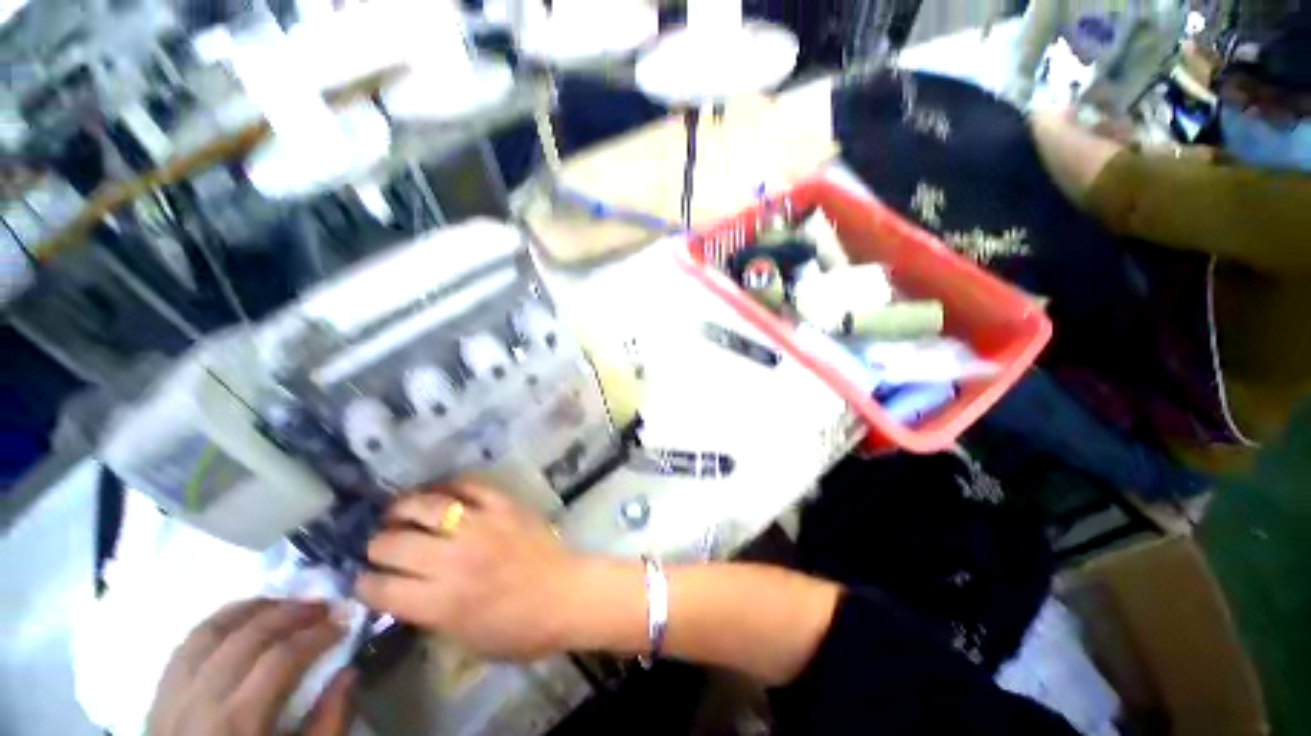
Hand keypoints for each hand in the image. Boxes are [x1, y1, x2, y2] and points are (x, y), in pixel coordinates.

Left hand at [147, 599, 355, 735]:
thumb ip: (328, 723)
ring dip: (251, 610)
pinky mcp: (158, 695)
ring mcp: (173, 696)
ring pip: (209, 632)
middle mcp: (201, 701)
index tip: (344, 622)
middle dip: (290, 613)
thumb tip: (350, 671)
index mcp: (238, 723)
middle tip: (321, 606)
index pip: (281, 659)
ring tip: (282, 603)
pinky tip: (238, 620)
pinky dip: (216, 625)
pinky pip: (185, 647)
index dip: (317, 634)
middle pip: (246, 638)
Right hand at [357, 481, 579, 660]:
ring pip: (426, 506)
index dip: (364, 584)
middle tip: (382, 546)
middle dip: (378, 546)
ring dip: (402, 508)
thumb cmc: (518, 629)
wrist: (565, 594)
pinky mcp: (504, 505)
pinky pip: (470, 485)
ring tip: (397, 512)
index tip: (365, 580)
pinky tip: (439, 493)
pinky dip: (449, 485)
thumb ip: (429, 615)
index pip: (381, 588)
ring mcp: (481, 525)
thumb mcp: (463, 639)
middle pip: (394, 544)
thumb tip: (403, 592)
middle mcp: (454, 559)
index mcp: (441, 602)